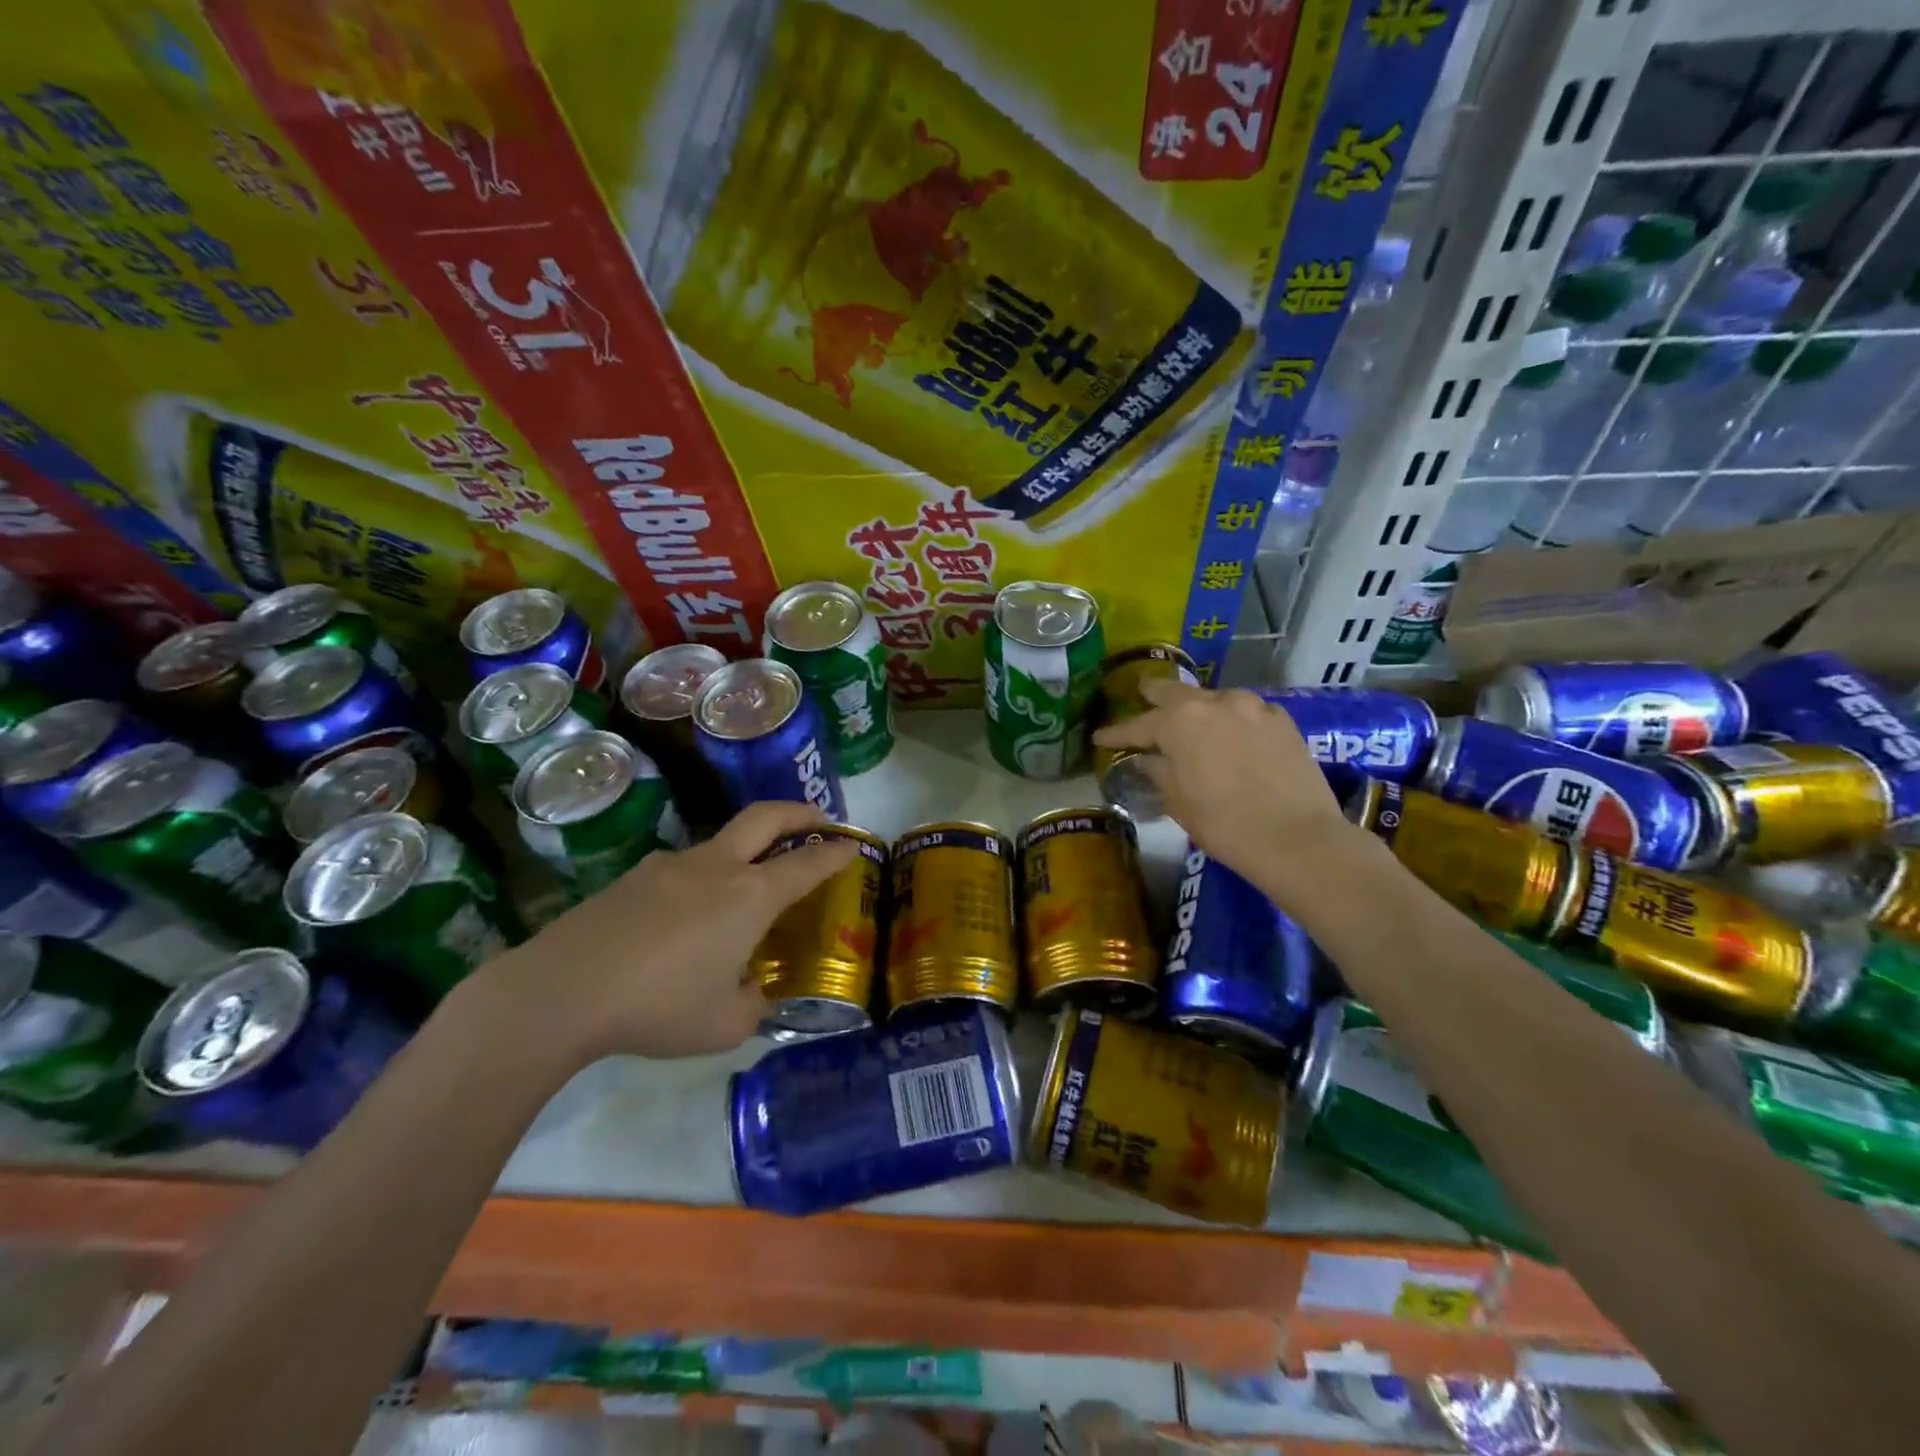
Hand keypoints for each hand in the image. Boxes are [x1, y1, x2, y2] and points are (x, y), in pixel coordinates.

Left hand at [479, 801, 858, 1064]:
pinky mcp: (633, 876)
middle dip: (800, 813)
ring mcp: (671, 865)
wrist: (562, 990)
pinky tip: (685, 922)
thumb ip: (752, 1005)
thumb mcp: (723, 1025)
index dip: (836, 853)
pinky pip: (683, 869)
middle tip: (819, 820)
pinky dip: (704, 879)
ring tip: (745, 890)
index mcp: (750, 895)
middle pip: (767, 817)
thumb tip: (753, 993)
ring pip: (722, 843)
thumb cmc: (659, 1006)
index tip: (854, 845)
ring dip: (747, 850)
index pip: (807, 863)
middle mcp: (716, 867)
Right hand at [1092, 679, 1350, 879]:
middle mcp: (1215, 702)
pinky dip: (1230, 720)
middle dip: (1153, 697)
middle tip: (1141, 696)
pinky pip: (1246, 712)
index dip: (1116, 733)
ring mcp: (1253, 707)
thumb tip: (1145, 760)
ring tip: (1189, 721)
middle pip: (1175, 692)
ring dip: (1197, 708)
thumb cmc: (1226, 825)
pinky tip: (1230, 734)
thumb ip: (1158, 773)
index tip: (1099, 738)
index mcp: (1180, 722)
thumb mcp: (1180, 803)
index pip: (1138, 725)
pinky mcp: (1281, 720)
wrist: (1299, 840)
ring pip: (1213, 699)